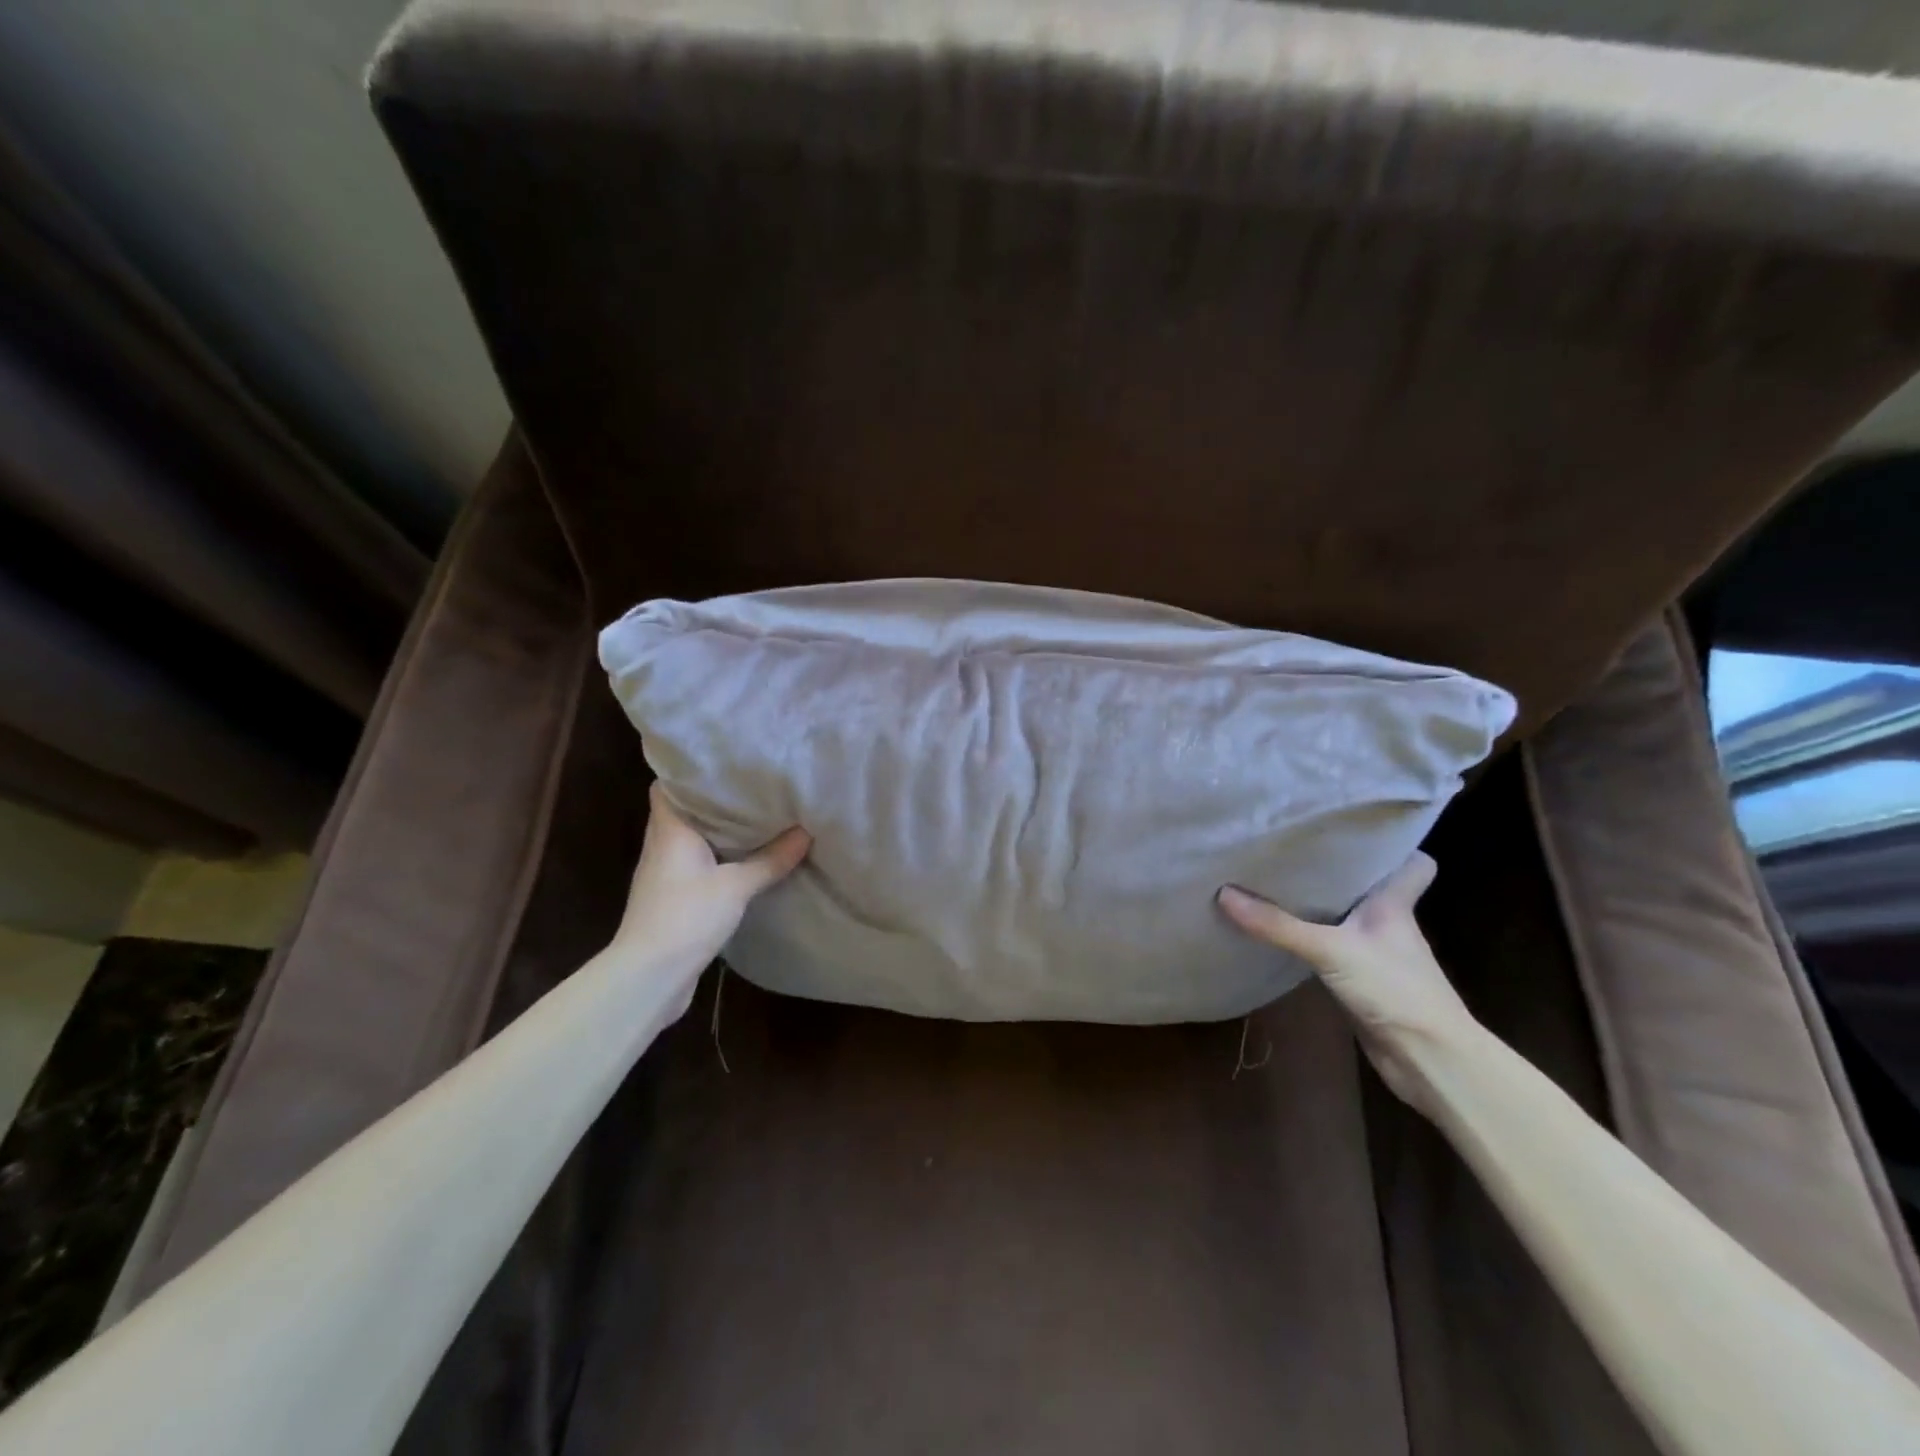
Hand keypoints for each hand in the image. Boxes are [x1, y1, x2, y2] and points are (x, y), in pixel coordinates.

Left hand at [610, 784, 809, 1008]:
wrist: (649, 977)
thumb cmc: (686, 917)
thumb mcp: (736, 886)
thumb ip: (770, 859)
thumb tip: (805, 832)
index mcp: (669, 831)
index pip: (667, 787)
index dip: (690, 773)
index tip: (724, 765)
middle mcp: (661, 847)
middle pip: (684, 813)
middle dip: (715, 802)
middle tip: (752, 788)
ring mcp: (664, 875)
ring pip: (692, 841)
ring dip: (718, 833)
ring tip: (756, 819)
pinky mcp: (672, 901)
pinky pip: (696, 867)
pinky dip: (717, 861)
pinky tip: (744, 862)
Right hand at [1217, 853, 1474, 1109]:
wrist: (1429, 1061)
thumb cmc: (1395, 989)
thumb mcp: (1331, 950)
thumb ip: (1278, 925)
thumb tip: (1223, 894)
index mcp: (1394, 903)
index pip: (1413, 863)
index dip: (1393, 845)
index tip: (1354, 828)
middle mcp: (1388, 922)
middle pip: (1367, 884)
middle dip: (1337, 868)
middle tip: (1292, 846)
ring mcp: (1375, 952)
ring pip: (1345, 916)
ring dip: (1318, 904)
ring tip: (1274, 880)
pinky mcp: (1361, 980)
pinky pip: (1330, 947)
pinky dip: (1309, 939)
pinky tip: (1279, 932)